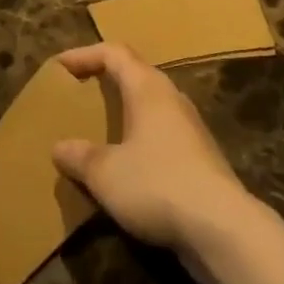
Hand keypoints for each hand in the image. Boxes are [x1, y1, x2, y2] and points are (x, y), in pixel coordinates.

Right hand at [51, 44, 255, 272]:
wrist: (224, 231)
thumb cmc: (157, 185)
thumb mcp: (105, 172)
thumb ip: (79, 157)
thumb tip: (60, 148)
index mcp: (148, 88)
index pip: (113, 53)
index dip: (84, 55)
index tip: (59, 68)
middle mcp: (171, 100)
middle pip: (135, 75)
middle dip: (105, 82)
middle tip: (78, 96)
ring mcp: (190, 131)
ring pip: (150, 108)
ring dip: (124, 114)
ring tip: (98, 131)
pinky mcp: (201, 161)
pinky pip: (161, 138)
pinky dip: (139, 142)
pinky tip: (125, 170)